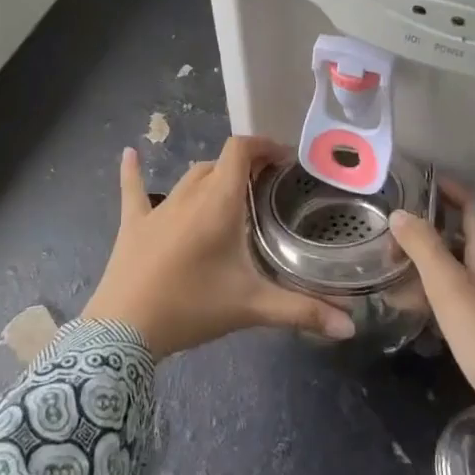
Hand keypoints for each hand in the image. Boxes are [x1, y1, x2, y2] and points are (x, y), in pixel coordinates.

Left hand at [81, 137, 357, 358]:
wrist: (124, 328)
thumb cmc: (191, 307)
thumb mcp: (252, 307)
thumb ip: (302, 312)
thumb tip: (350, 326)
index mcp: (218, 202)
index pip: (241, 151)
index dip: (263, 145)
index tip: (285, 160)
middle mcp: (189, 195)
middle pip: (219, 164)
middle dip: (244, 166)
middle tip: (266, 187)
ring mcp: (158, 207)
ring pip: (189, 177)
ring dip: (212, 177)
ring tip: (231, 191)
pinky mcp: (133, 224)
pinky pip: (133, 190)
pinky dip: (133, 172)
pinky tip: (129, 154)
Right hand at [389, 180, 474, 468]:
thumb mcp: (448, 286)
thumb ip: (423, 246)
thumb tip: (400, 212)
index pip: (468, 203)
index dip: (444, 188)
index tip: (412, 179)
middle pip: (456, 234)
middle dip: (423, 227)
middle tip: (387, 230)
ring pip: (450, 266)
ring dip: (421, 261)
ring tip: (386, 265)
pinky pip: (450, 296)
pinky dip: (427, 292)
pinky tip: (405, 303)